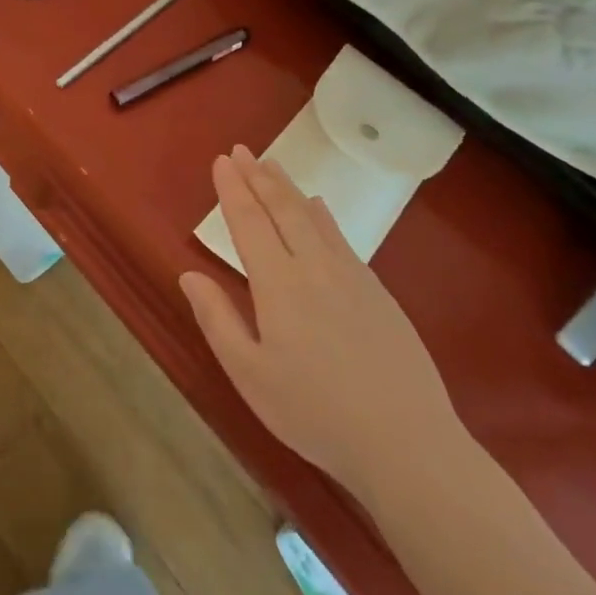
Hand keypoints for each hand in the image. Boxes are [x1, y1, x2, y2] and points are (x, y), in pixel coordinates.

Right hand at [179, 147, 463, 495]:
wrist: (407, 443)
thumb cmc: (314, 413)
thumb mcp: (249, 374)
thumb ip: (217, 319)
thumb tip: (188, 274)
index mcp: (278, 285)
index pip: (249, 223)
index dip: (232, 190)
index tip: (221, 161)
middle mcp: (313, 267)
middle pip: (281, 209)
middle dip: (258, 176)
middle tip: (241, 150)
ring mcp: (351, 276)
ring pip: (312, 217)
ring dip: (288, 187)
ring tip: (271, 165)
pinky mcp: (377, 292)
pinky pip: (341, 237)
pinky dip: (322, 214)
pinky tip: (319, 207)